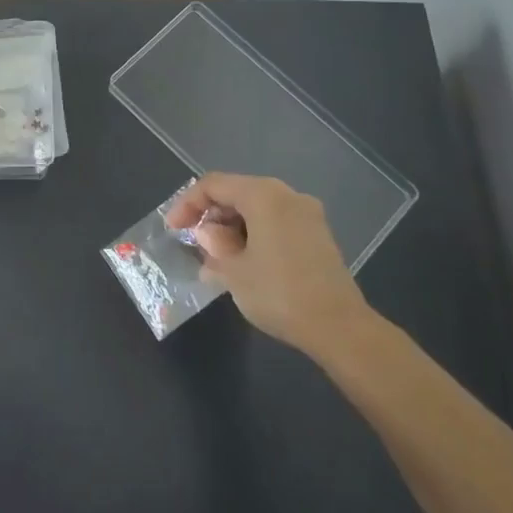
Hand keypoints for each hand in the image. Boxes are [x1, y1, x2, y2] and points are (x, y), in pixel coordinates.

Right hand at [165, 173, 370, 353]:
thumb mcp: (233, 271)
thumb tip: (209, 235)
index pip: (214, 185)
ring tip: (217, 259)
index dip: (187, 204)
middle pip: (237, 192)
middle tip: (195, 244)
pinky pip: (276, 223)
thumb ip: (214, 245)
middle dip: (211, 216)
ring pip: (258, 209)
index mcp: (263, 195)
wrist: (338, 327)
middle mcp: (287, 195)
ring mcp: (307, 215)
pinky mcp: (318, 236)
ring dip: (232, 228)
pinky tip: (245, 264)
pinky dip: (254, 235)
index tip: (174, 230)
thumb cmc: (278, 292)